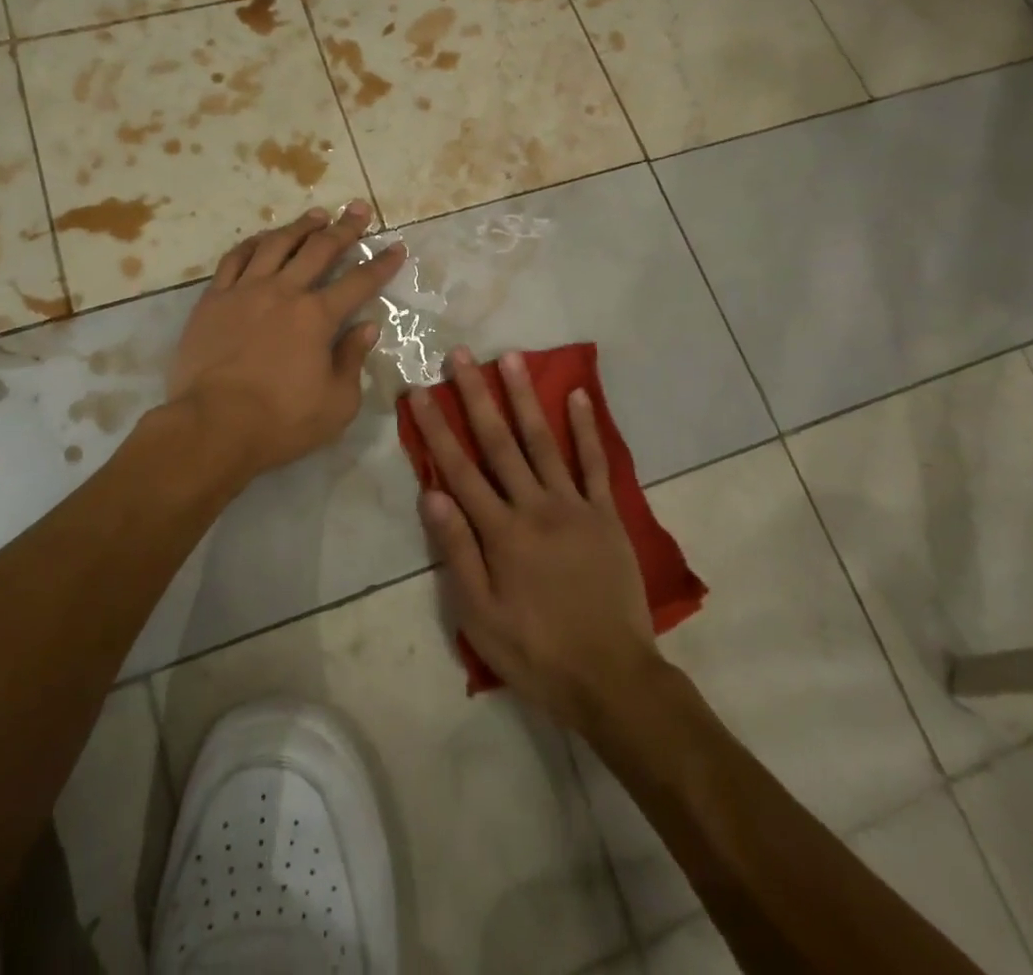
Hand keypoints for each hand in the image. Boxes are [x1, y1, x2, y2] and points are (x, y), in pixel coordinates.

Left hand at [168, 201, 406, 478]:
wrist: (211, 426)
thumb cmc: (280, 422)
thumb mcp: (336, 404)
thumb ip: (352, 360)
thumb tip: (366, 327)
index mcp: (317, 317)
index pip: (358, 282)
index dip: (381, 264)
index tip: (396, 247)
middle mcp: (283, 292)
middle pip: (319, 249)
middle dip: (345, 228)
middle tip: (358, 209)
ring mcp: (244, 291)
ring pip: (276, 244)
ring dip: (300, 227)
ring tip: (316, 215)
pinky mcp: (213, 300)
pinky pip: (235, 259)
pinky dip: (253, 243)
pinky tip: (263, 238)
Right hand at [411, 349, 664, 730]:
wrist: (613, 678)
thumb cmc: (536, 651)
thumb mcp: (480, 615)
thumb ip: (457, 552)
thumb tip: (431, 495)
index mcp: (501, 532)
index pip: (458, 469)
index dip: (436, 428)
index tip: (420, 392)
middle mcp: (535, 507)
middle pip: (499, 442)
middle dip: (476, 396)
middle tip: (461, 355)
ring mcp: (574, 506)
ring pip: (543, 441)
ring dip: (524, 398)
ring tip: (510, 358)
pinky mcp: (606, 514)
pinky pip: (595, 464)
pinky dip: (586, 428)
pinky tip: (577, 395)